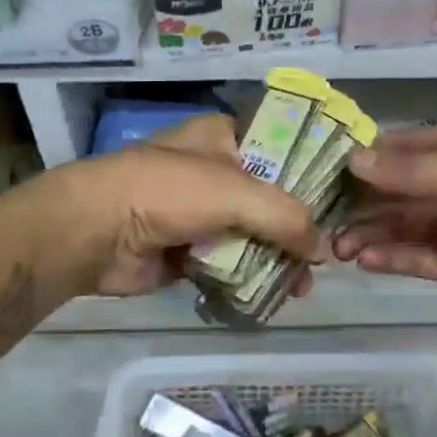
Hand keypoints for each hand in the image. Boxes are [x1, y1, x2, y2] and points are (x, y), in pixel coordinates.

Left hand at [48, 115, 321, 296]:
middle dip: (296, 232)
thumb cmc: (167, 192)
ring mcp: (199, 213)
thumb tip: (320, 250)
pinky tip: (273, 297)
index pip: (282, 150)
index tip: (342, 207)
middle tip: (323, 261)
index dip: (312, 178)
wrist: (94, 232)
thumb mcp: (237, 193)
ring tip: (302, 289)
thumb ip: (286, 216)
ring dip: (276, 261)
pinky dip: (248, 279)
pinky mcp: (187, 250)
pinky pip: (229, 264)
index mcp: (224, 139)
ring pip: (252, 236)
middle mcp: (215, 172)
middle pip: (270, 201)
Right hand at [333, 121, 436, 326]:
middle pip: (396, 190)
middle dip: (360, 201)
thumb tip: (353, 161)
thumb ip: (416, 171)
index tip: (320, 170)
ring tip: (336, 247)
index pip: (401, 147)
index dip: (363, 157)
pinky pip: (417, 257)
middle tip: (320, 218)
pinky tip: (364, 260)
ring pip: (401, 225)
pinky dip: (390, 257)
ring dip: (369, 232)